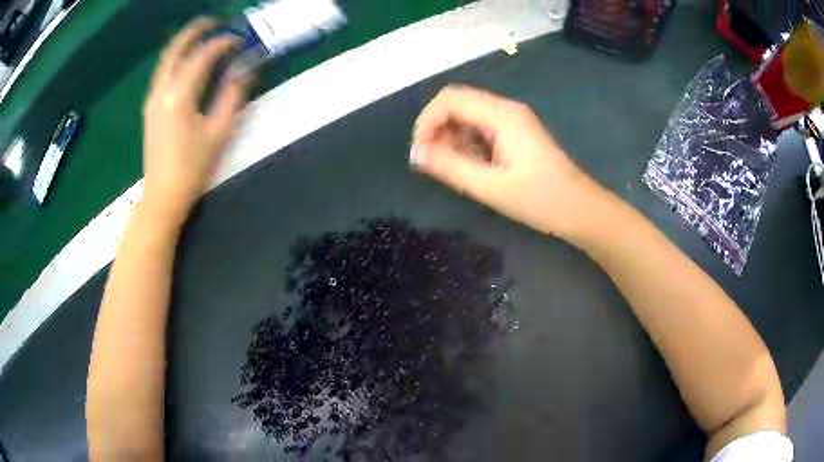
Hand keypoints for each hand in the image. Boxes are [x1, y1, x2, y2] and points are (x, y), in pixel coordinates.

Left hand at [141, 18, 253, 222]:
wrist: (163, 196)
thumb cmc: (192, 168)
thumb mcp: (219, 132)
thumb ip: (232, 95)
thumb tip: (245, 70)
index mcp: (180, 96)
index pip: (202, 56)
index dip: (222, 44)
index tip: (239, 41)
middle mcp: (162, 91)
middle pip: (176, 48)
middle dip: (195, 30)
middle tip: (215, 22)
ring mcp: (152, 99)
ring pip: (166, 59)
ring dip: (184, 42)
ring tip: (202, 34)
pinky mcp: (150, 107)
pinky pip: (163, 72)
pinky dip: (176, 58)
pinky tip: (187, 60)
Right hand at [410, 85, 595, 237]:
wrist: (580, 210)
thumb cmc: (540, 200)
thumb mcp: (491, 187)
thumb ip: (450, 167)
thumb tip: (415, 154)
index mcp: (502, 115)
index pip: (449, 99)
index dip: (427, 121)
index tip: (420, 153)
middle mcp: (506, 109)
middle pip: (457, 103)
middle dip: (437, 129)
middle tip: (433, 163)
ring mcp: (512, 120)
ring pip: (467, 116)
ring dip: (451, 137)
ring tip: (451, 168)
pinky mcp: (515, 133)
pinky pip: (480, 128)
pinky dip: (466, 143)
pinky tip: (469, 167)